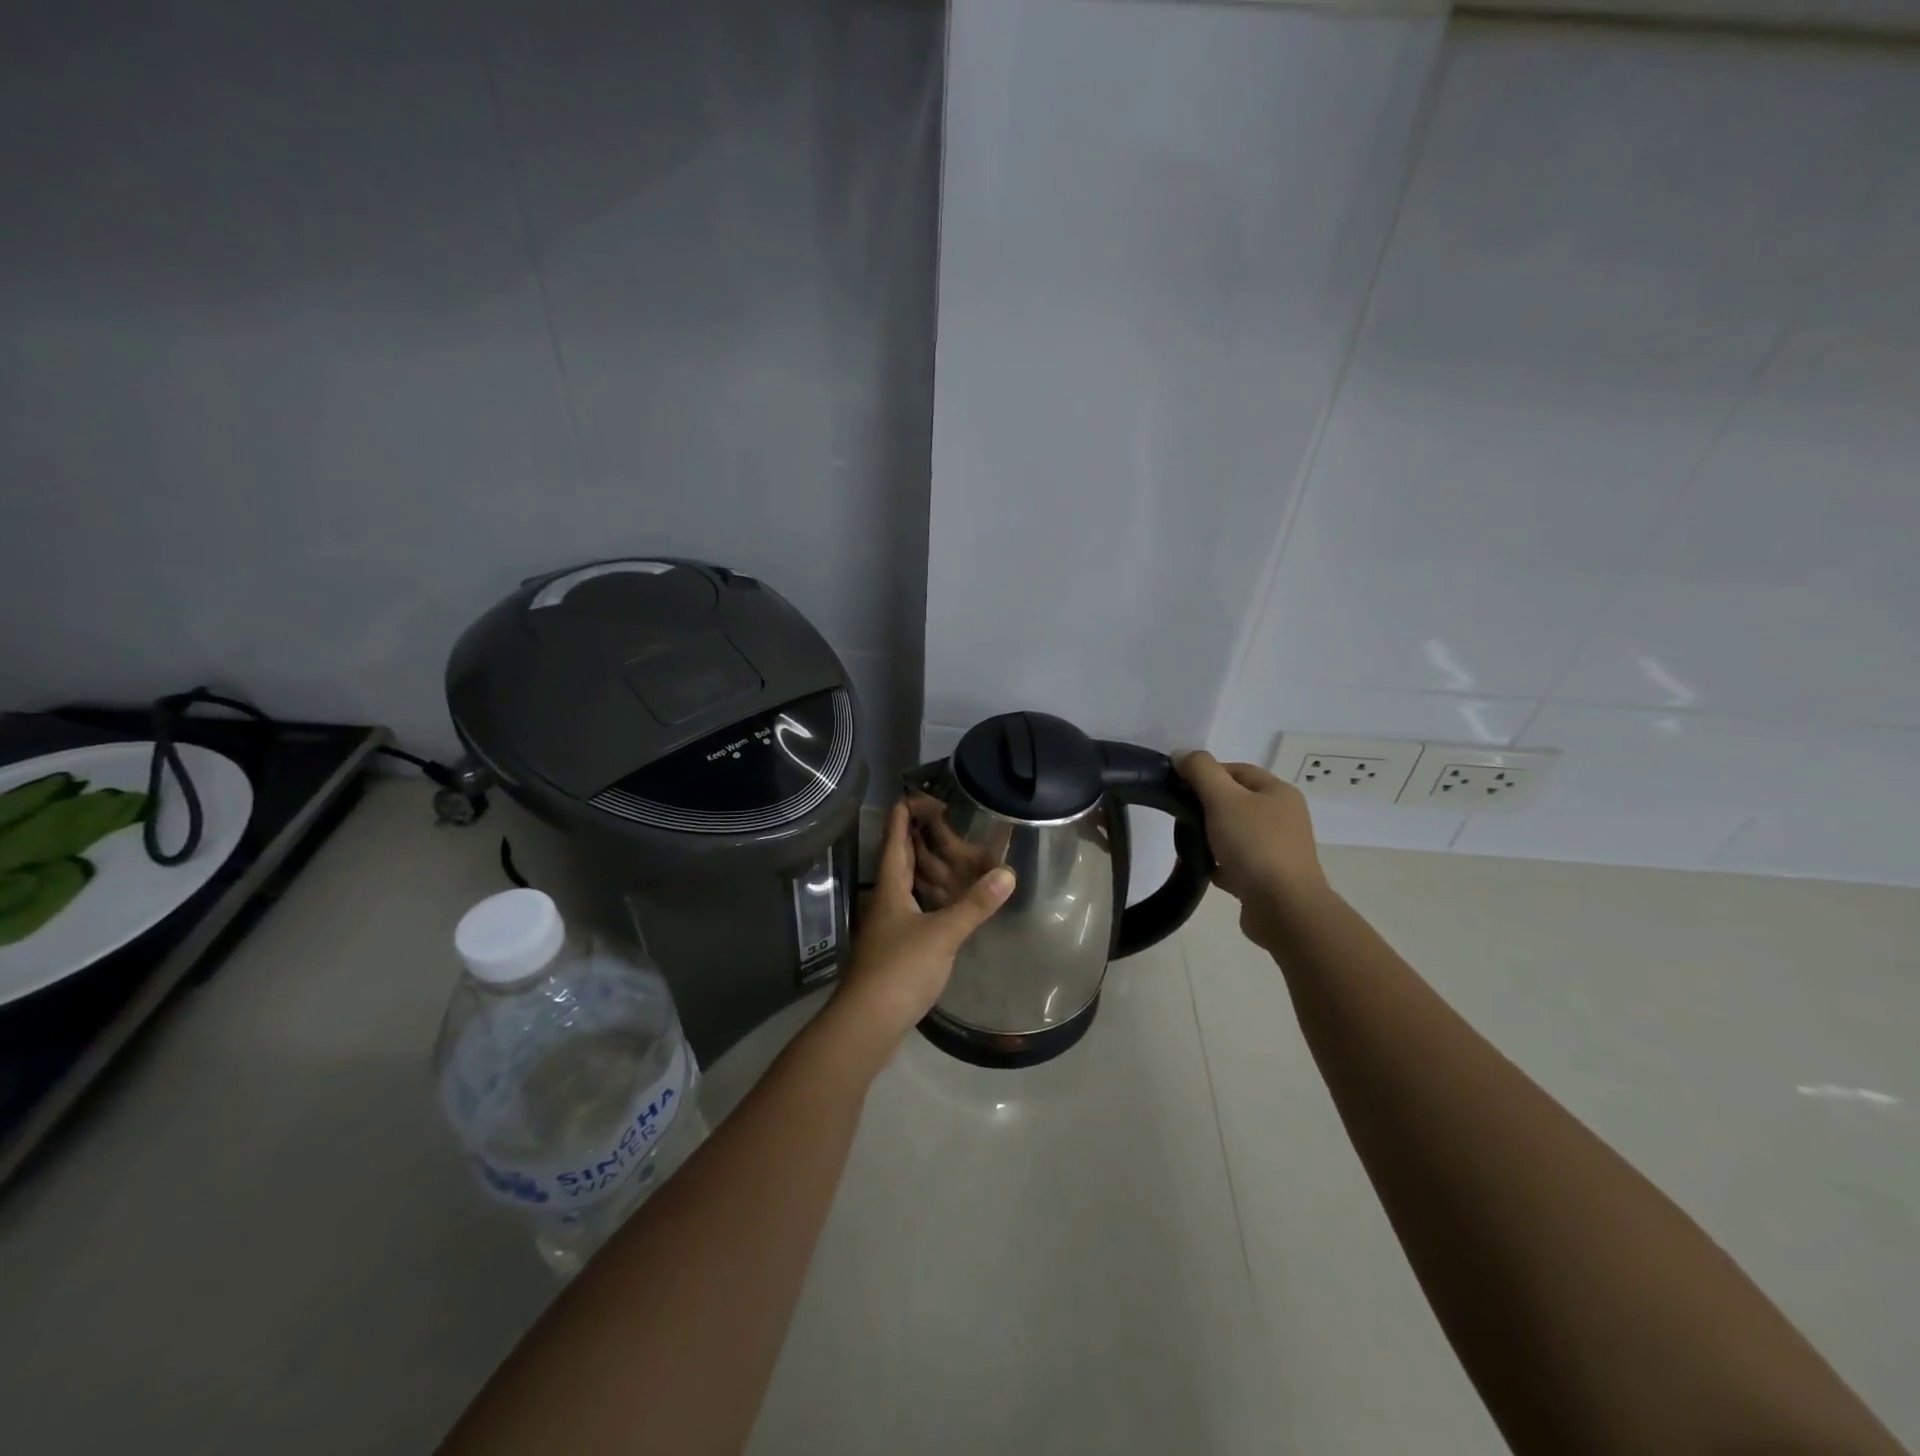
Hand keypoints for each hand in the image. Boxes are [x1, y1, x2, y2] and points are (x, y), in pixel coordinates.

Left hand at [833, 801, 1013, 1042]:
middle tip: (947, 823)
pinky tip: (947, 905)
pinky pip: (913, 911)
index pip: (894, 839)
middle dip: (918, 838)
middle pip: (899, 860)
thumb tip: (1008, 872)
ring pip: (905, 887)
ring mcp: (886, 927)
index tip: (923, 796)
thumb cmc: (899, 970)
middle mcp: (884, 901)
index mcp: (890, 888)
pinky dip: (930, 899)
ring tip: (953, 857)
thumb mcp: (942, 934)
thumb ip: (975, 905)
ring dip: (925, 869)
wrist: (867, 1024)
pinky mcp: (893, 949)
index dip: (905, 814)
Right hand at [1176, 751, 1326, 947]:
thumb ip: (1200, 771)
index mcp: (1278, 792)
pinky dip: (1218, 862)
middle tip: (1180, 815)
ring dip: (1210, 836)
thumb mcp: (1223, 798)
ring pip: (1234, 833)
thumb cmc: (1254, 845)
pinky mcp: (1268, 877)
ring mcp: (1277, 849)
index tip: (1178, 787)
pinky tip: (1201, 868)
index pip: (1236, 770)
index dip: (1206, 773)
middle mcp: (1282, 817)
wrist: (1283, 908)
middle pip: (1235, 801)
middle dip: (1206, 806)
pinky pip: (1236, 862)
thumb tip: (1180, 754)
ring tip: (1186, 843)